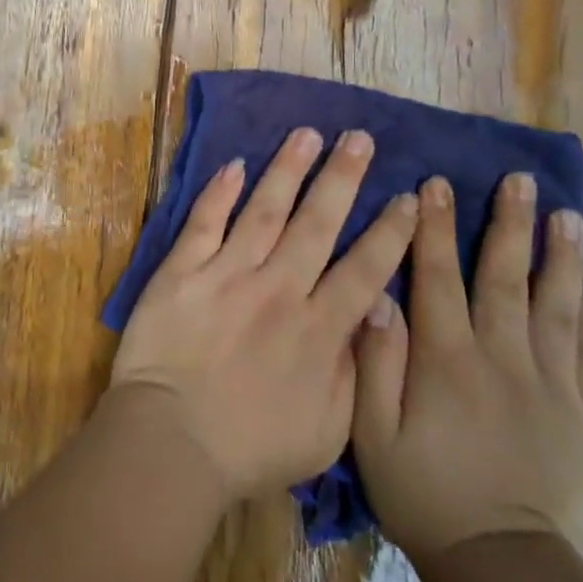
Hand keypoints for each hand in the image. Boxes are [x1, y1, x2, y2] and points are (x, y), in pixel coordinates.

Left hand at [108, 128, 418, 505]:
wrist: (172, 442)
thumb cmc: (251, 447)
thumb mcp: (328, 431)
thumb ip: (356, 371)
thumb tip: (373, 316)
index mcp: (318, 329)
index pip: (364, 268)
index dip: (391, 231)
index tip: (410, 196)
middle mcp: (278, 289)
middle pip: (317, 223)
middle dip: (342, 178)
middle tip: (359, 138)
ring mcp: (227, 274)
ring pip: (265, 210)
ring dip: (288, 169)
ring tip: (307, 134)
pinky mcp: (182, 271)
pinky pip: (205, 222)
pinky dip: (220, 192)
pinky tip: (235, 165)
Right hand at [352, 173, 582, 561]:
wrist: (503, 562)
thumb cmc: (424, 491)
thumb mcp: (373, 432)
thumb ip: (374, 362)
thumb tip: (378, 297)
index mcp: (446, 356)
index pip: (437, 275)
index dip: (433, 226)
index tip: (436, 184)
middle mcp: (501, 355)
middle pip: (505, 277)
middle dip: (509, 224)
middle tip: (520, 180)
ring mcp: (550, 382)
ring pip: (556, 306)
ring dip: (560, 257)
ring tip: (568, 216)